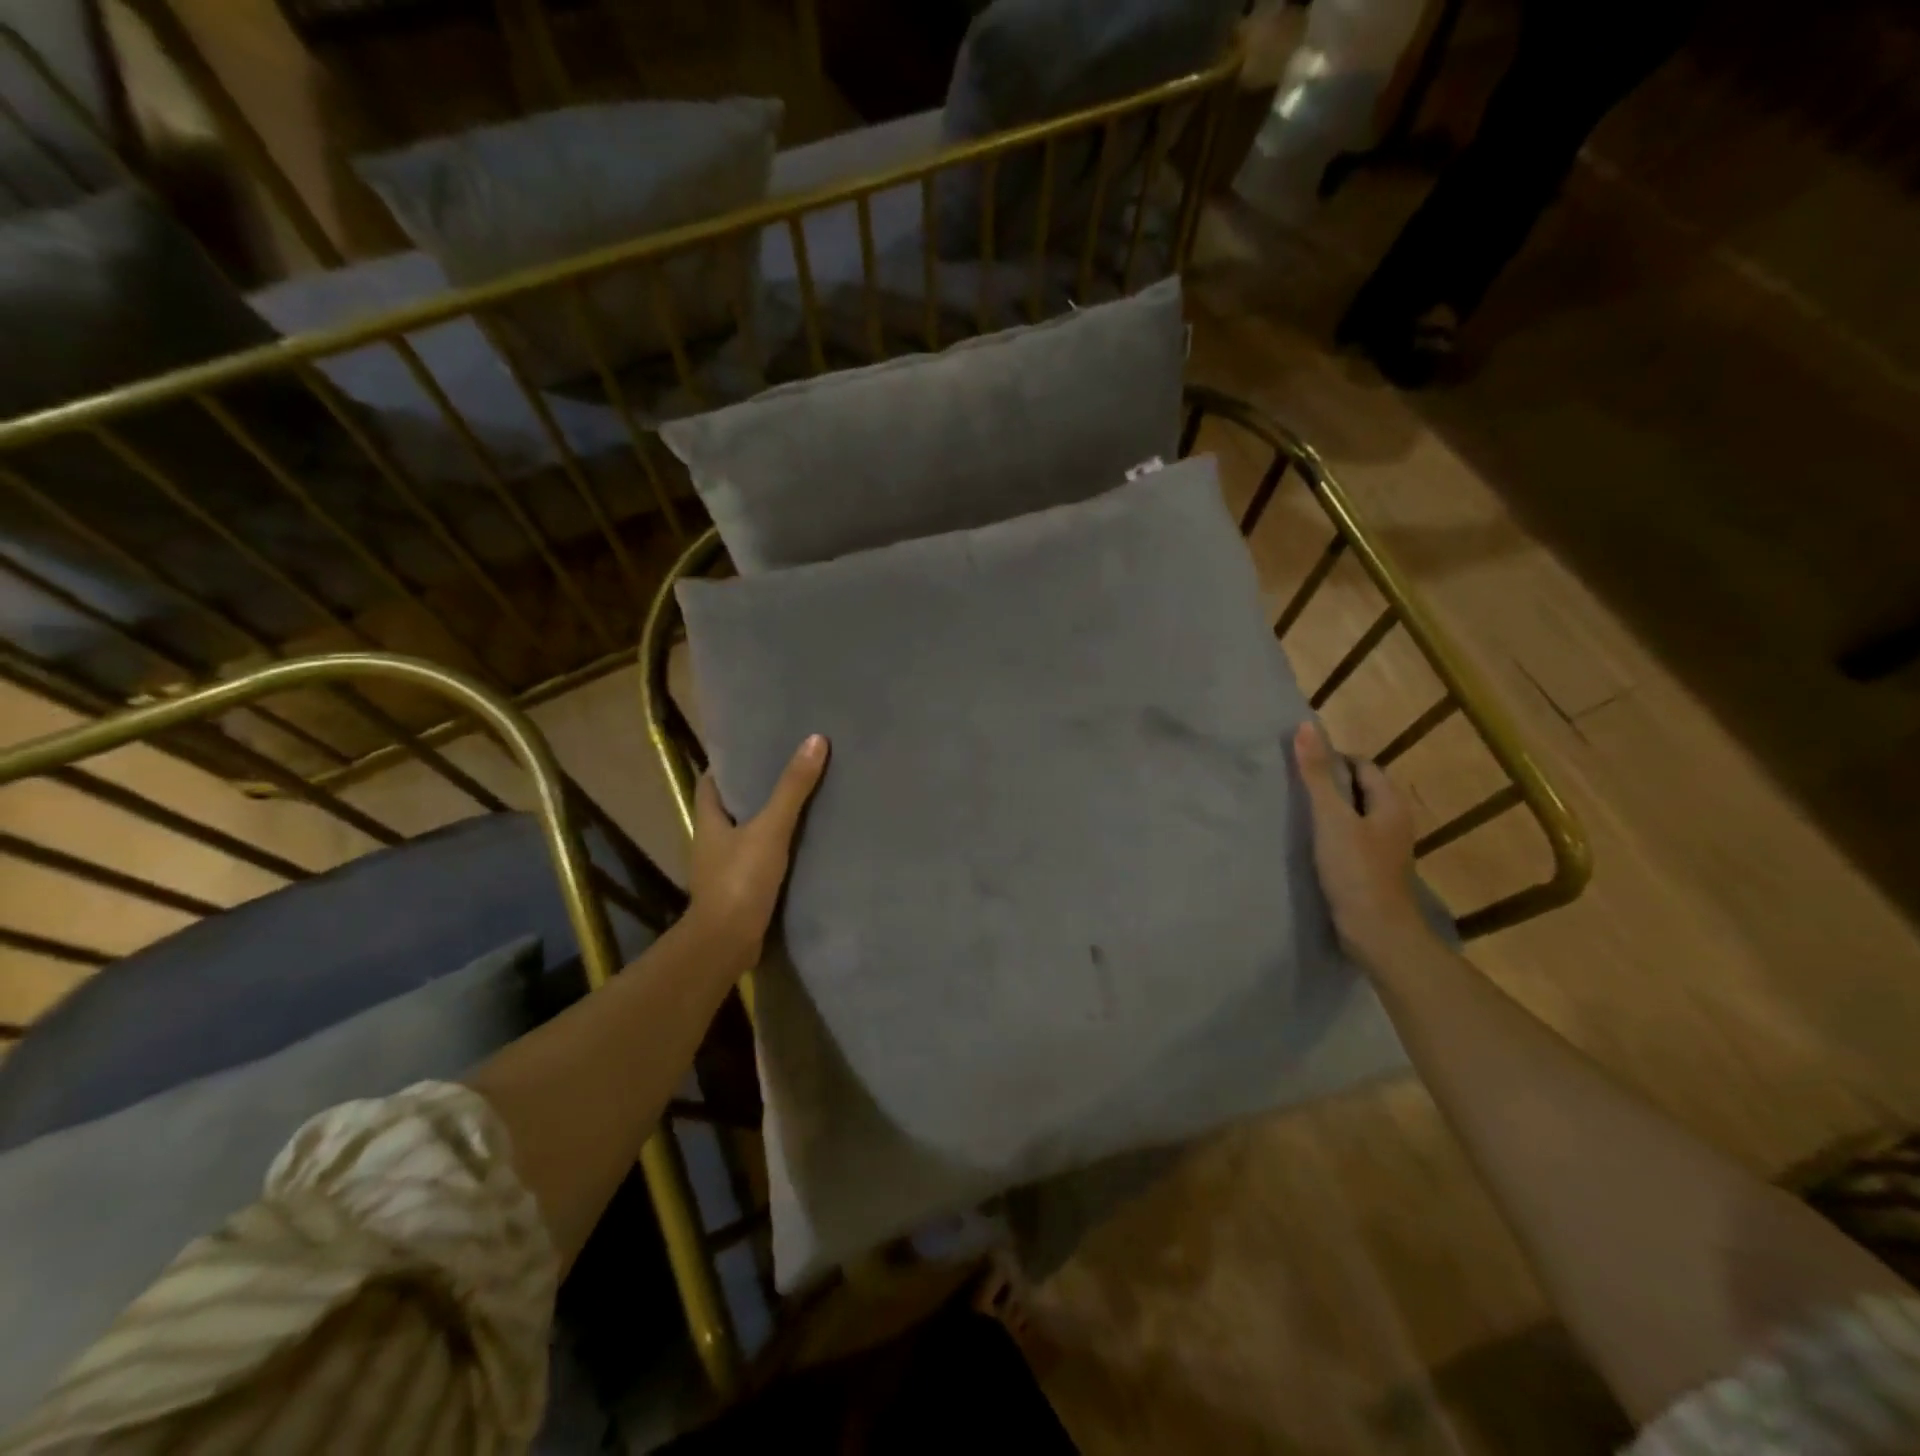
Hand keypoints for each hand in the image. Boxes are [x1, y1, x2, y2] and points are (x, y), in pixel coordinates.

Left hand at [688, 735, 829, 959]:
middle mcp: (710, 842)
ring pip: (745, 834)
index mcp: (708, 821)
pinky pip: (757, 859)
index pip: (711, 782)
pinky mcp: (739, 890)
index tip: (756, 748)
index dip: (729, 765)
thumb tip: (814, 740)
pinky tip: (800, 844)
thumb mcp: (770, 828)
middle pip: (730, 806)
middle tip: (788, 769)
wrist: (727, 943)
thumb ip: (792, 788)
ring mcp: (723, 869)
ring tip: (801, 801)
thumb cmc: (741, 879)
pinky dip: (774, 849)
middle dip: (754, 790)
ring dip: (766, 820)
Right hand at [1294, 721, 1434, 969]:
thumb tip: (1305, 726)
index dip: (1332, 758)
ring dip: (1328, 809)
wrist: (1376, 933)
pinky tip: (1308, 841)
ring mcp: (1384, 848)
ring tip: (1294, 810)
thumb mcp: (1331, 818)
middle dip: (1328, 782)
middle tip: (1291, 785)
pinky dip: (1330, 832)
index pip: (1362, 765)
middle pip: (1358, 788)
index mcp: (1390, 804)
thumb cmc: (1355, 871)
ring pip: (1353, 815)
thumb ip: (1316, 775)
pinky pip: (1350, 837)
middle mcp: (1393, 821)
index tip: (1298, 763)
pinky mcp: (1371, 869)